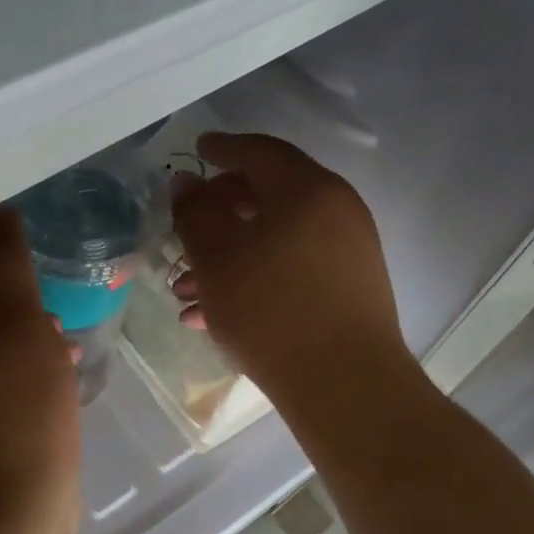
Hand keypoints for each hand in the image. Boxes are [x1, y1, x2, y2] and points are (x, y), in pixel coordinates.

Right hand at [171, 133, 406, 399]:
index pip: (260, 152)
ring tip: (186, 291)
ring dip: (229, 256)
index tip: (197, 150)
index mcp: (308, 190)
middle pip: (268, 196)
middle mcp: (336, 211)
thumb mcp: (216, 257)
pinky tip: (216, 315)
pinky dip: (254, 278)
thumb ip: (195, 212)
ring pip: (275, 239)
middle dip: (218, 214)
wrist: (345, 385)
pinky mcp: (348, 290)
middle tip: (184, 229)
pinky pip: (291, 269)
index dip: (223, 148)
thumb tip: (187, 182)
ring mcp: (347, 252)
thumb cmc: (271, 309)